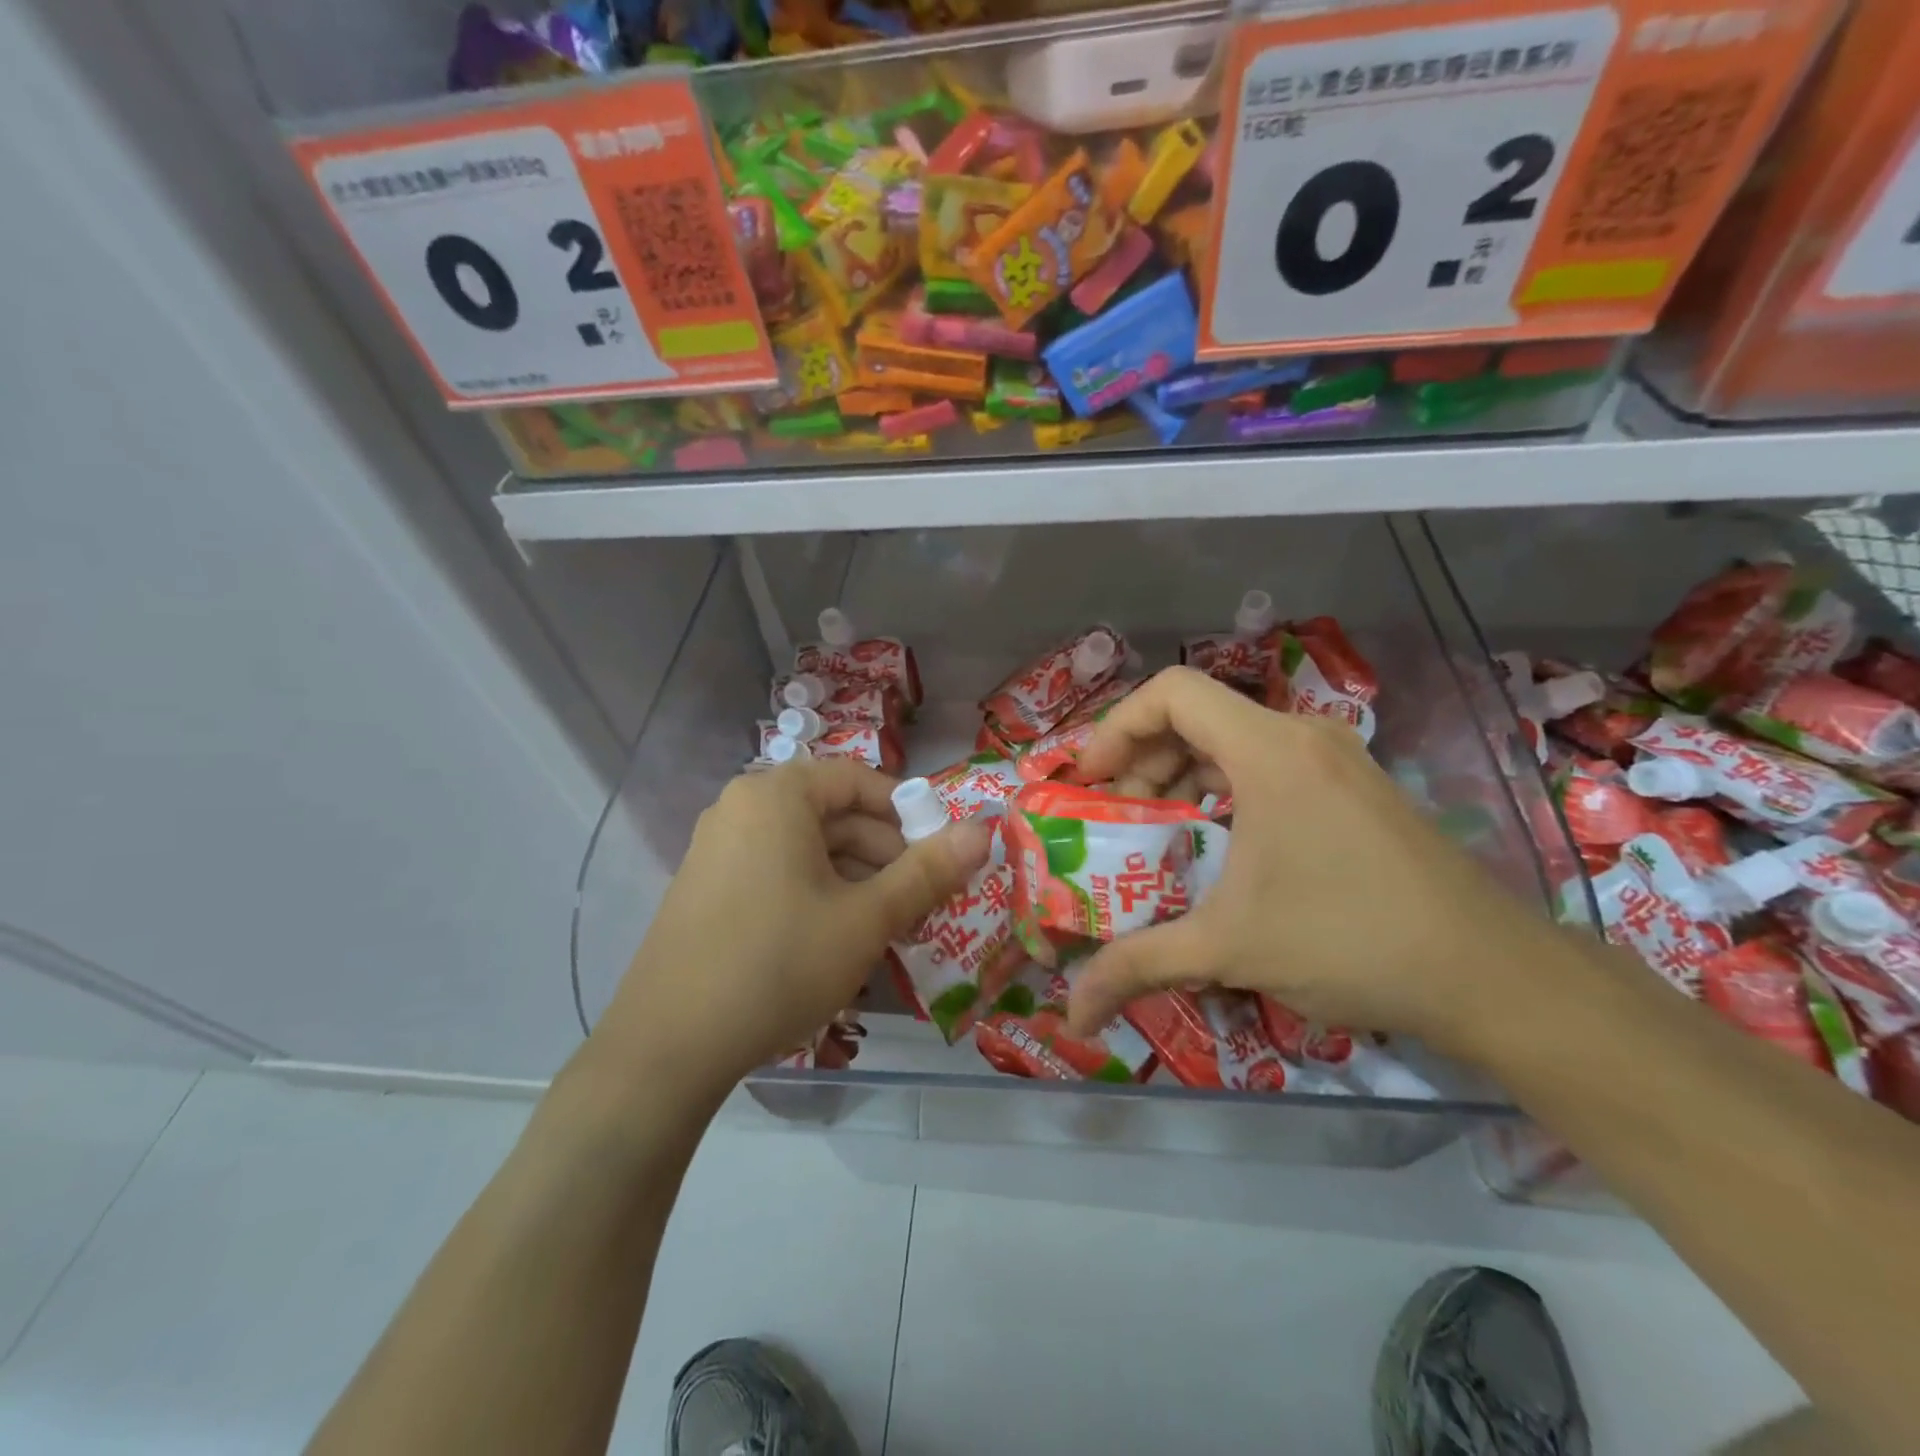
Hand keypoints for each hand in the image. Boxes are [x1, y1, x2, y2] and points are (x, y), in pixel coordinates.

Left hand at [596, 759, 993, 1099]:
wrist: (668, 1047)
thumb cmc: (778, 963)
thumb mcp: (866, 918)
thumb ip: (928, 871)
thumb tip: (985, 829)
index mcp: (776, 795)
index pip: (859, 781)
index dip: (908, 814)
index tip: (940, 855)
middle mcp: (742, 809)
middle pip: (833, 815)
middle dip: (885, 856)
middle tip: (922, 904)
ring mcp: (718, 849)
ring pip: (808, 849)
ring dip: (856, 881)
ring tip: (889, 929)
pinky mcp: (708, 889)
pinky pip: (778, 873)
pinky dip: (818, 895)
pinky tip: (839, 941)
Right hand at [1062, 668, 1564, 1061]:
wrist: (1492, 975)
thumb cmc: (1351, 941)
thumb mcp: (1229, 949)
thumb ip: (1138, 967)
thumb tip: (1070, 1015)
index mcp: (1269, 751)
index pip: (1171, 691)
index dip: (1116, 726)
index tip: (1092, 782)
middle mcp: (1302, 737)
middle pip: (1196, 715)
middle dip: (1142, 760)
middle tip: (1119, 818)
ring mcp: (1335, 759)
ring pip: (1232, 740)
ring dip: (1182, 774)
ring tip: (1159, 831)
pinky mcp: (1354, 787)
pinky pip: (1266, 764)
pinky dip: (1222, 788)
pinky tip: (1218, 843)